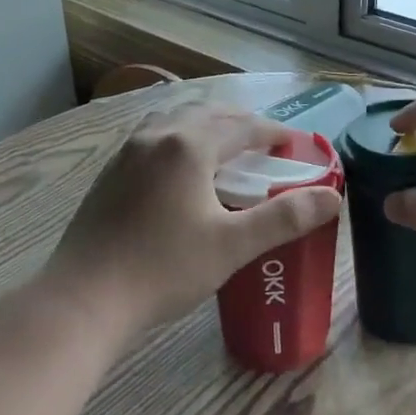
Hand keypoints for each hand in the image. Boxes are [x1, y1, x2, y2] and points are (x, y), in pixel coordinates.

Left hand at [45, 102, 341, 334]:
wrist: (84, 299)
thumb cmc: (163, 269)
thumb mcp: (231, 245)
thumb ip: (283, 218)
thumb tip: (331, 197)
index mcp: (189, 145)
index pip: (242, 127)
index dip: (272, 132)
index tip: (293, 143)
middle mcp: (157, 136)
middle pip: (208, 115)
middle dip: (240, 124)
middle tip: (264, 143)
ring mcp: (127, 152)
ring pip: (175, 120)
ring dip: (205, 125)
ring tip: (223, 146)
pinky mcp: (110, 173)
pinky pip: (153, 137)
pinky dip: (179, 138)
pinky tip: (179, 167)